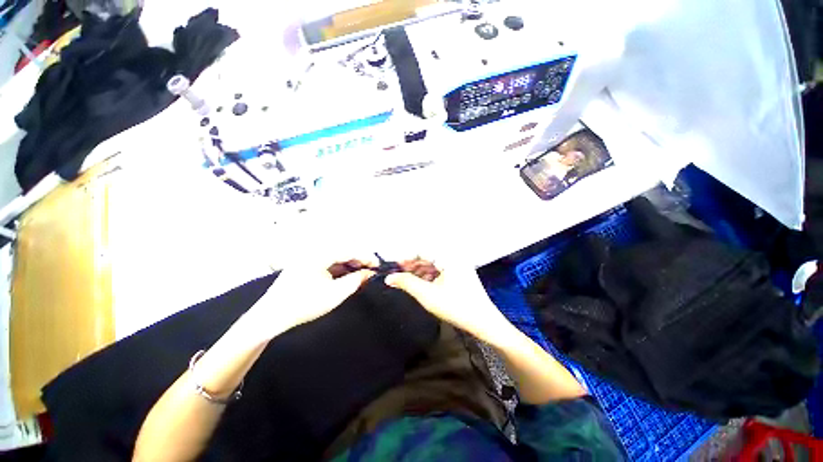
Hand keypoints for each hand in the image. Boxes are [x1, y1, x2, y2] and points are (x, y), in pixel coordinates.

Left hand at [243, 254, 376, 341]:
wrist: (270, 317)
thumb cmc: (303, 305)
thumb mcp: (335, 294)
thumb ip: (356, 281)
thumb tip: (370, 273)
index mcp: (320, 254)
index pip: (349, 250)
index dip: (366, 257)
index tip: (378, 266)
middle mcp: (314, 252)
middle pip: (343, 252)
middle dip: (359, 261)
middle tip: (371, 271)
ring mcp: (308, 259)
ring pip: (336, 258)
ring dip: (350, 265)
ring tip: (361, 275)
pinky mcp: (305, 266)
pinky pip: (328, 264)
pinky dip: (339, 269)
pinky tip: (346, 277)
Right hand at [385, 256, 510, 344]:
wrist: (483, 322)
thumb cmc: (455, 307)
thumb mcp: (427, 295)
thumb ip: (407, 283)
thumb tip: (390, 277)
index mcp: (448, 257)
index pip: (422, 250)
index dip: (406, 258)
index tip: (394, 267)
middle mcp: (454, 256)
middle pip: (428, 256)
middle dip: (413, 265)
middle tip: (399, 274)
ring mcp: (459, 265)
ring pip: (434, 263)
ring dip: (420, 270)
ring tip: (409, 280)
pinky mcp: (461, 273)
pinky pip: (441, 269)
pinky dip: (430, 275)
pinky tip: (423, 284)